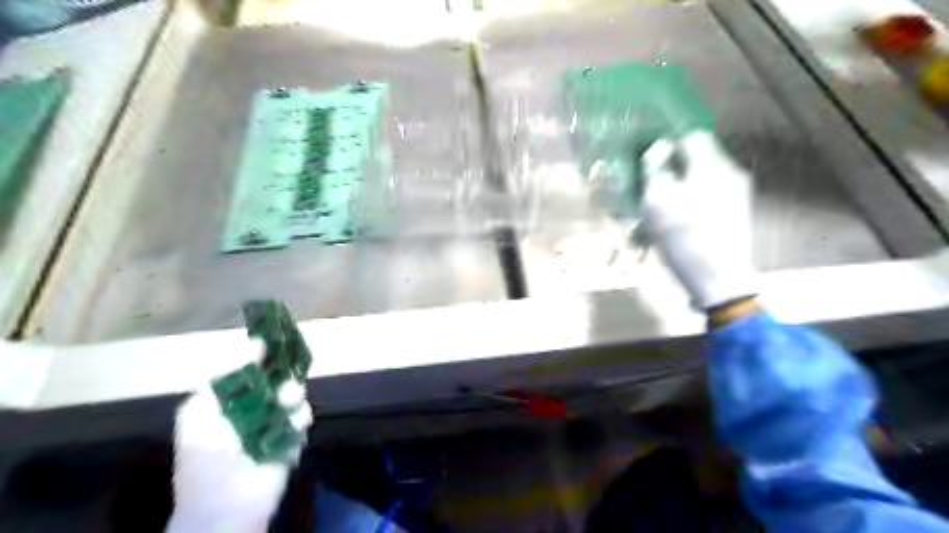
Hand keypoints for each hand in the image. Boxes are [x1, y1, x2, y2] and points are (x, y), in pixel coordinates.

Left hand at [164, 340, 310, 532]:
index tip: (268, 344)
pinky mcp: (293, 437)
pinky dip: (299, 418)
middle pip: (276, 377)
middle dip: (281, 375)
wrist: (226, 504)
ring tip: (286, 402)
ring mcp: (276, 422)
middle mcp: (254, 406)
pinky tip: (291, 426)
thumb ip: (221, 378)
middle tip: (281, 379)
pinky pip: (303, 417)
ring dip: (292, 395)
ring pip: (294, 395)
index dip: (259, 355)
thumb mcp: (197, 412)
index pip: (248, 368)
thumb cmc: (205, 458)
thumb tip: (251, 345)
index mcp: (229, 399)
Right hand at [637, 128, 757, 309]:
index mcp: (712, 168)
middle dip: (671, 170)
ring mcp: (736, 193)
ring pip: (701, 178)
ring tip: (660, 212)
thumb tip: (658, 148)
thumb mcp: (658, 205)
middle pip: (697, 158)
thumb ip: (655, 171)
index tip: (650, 164)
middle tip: (650, 191)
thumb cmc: (684, 240)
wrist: (718, 280)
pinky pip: (708, 194)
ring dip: (678, 187)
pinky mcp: (735, 211)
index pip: (691, 138)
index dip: (668, 146)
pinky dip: (690, 201)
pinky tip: (677, 223)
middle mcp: (729, 173)